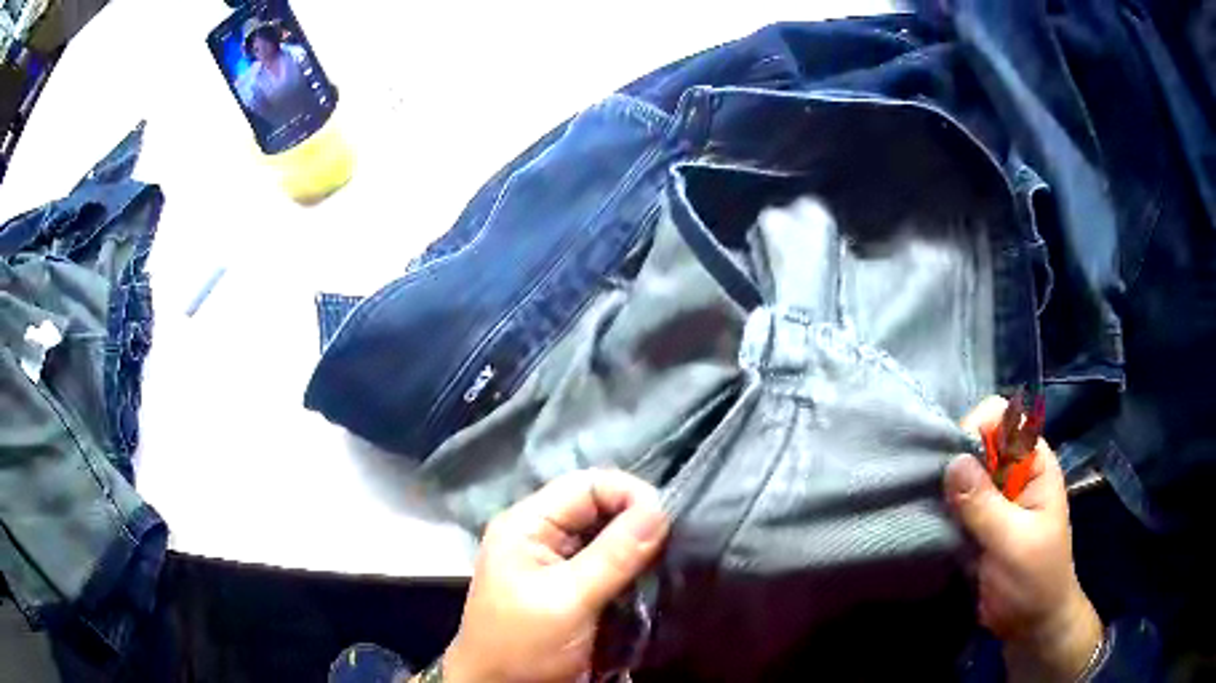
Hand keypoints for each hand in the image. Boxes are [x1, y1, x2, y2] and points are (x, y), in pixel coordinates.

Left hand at [440, 470, 669, 682]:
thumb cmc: (523, 645)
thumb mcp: (568, 600)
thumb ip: (613, 555)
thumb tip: (661, 508)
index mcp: (527, 525)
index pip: (586, 485)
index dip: (628, 494)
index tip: (667, 522)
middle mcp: (541, 535)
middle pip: (599, 507)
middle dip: (636, 521)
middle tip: (673, 542)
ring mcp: (556, 563)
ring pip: (607, 536)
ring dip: (638, 546)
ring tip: (669, 558)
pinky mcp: (572, 588)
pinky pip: (609, 564)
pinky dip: (632, 568)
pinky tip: (652, 576)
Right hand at [945, 397, 1102, 682]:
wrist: (1030, 625)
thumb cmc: (1034, 580)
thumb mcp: (1014, 543)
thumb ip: (985, 505)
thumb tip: (952, 462)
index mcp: (1034, 464)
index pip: (1002, 419)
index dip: (977, 429)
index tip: (955, 465)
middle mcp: (1013, 473)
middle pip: (978, 442)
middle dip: (955, 461)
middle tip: (936, 493)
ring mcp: (994, 499)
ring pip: (962, 473)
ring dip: (944, 488)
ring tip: (928, 509)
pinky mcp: (977, 523)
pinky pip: (954, 503)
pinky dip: (940, 509)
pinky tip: (928, 522)